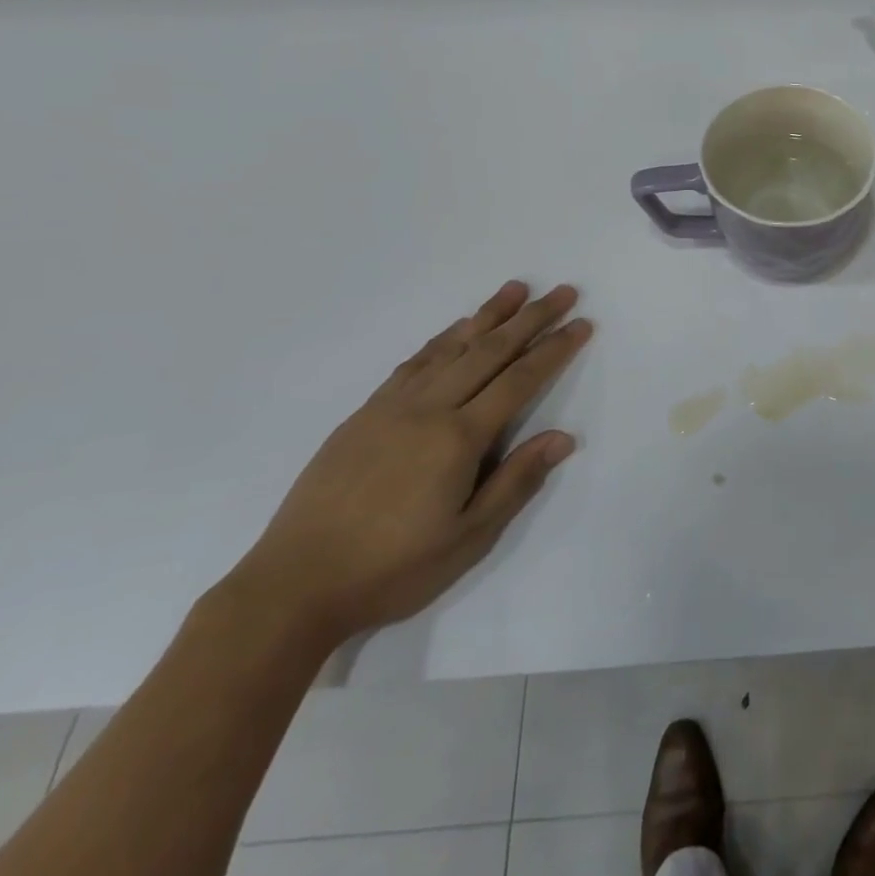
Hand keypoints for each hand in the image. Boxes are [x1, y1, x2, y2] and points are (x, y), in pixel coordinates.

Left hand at [226, 281, 592, 649]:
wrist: (293, 586)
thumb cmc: (392, 569)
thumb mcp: (467, 538)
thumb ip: (515, 482)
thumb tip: (563, 437)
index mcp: (457, 438)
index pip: (519, 380)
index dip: (554, 349)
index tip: (581, 323)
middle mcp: (427, 409)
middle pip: (489, 350)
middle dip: (531, 318)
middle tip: (562, 291)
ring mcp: (391, 407)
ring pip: (450, 347)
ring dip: (487, 315)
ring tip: (515, 289)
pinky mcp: (364, 414)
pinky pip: (413, 363)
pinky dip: (442, 339)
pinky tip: (455, 330)